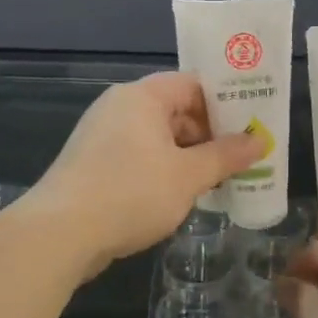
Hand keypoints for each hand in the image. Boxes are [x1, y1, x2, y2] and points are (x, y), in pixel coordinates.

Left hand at [24, 72, 261, 277]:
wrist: (59, 234)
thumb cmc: (130, 193)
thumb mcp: (188, 176)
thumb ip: (226, 156)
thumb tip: (259, 141)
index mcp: (143, 96)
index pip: (193, 84)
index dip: (225, 103)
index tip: (250, 126)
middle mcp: (120, 106)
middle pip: (176, 109)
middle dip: (208, 134)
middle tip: (239, 159)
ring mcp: (102, 135)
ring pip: (157, 136)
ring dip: (187, 156)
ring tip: (215, 181)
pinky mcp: (92, 163)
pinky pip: (138, 155)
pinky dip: (162, 169)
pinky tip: (179, 196)